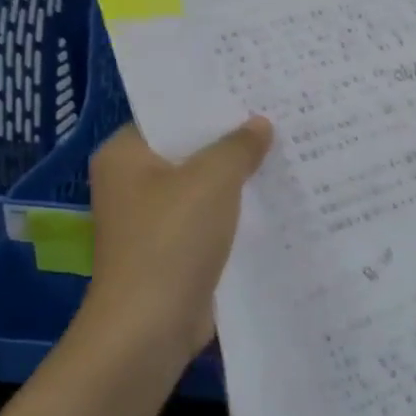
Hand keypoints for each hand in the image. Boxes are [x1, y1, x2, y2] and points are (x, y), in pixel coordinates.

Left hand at [73, 118, 273, 368]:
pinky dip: (239, 209)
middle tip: (282, 115)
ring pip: (206, 185)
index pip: (170, 113)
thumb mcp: (212, 180)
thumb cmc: (172, 240)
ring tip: (289, 150)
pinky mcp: (177, 248)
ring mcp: (155, 219)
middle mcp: (135, 182)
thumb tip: (260, 124)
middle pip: (191, 149)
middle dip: (234, 139)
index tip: (255, 88)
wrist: (150, 326)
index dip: (212, 101)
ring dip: (240, 176)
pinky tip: (278, 197)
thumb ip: (238, 146)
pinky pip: (213, 217)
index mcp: (126, 155)